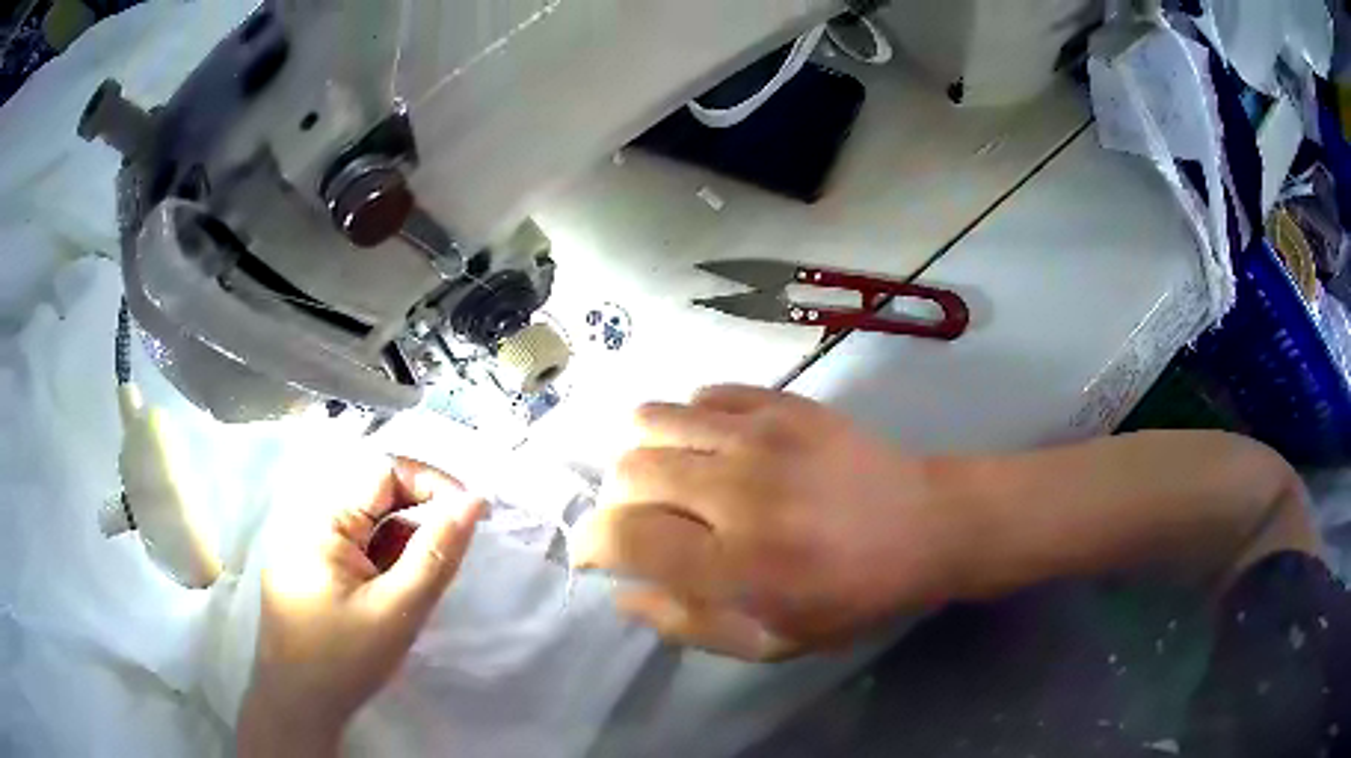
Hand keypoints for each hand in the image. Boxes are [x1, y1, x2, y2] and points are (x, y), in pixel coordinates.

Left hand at [237, 456, 485, 756]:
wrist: (298, 707)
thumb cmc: (345, 658)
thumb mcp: (399, 609)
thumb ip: (437, 553)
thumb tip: (472, 501)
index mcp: (324, 520)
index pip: (385, 471)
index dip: (432, 484)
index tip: (471, 516)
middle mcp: (311, 521)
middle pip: (376, 497)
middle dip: (421, 517)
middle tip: (453, 554)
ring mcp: (307, 547)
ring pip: (368, 527)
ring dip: (404, 545)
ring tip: (422, 587)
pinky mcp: (311, 572)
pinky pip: (356, 551)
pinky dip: (385, 564)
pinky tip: (395, 597)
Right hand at [575, 386, 968, 660]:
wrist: (924, 526)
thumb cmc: (851, 597)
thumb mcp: (771, 642)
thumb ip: (688, 625)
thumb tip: (622, 595)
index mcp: (736, 566)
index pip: (622, 536)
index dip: (591, 544)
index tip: (597, 553)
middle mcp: (738, 493)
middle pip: (627, 472)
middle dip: (615, 501)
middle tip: (641, 520)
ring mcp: (761, 436)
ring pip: (652, 418)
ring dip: (642, 453)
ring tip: (668, 477)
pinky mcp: (783, 403)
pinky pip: (703, 395)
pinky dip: (690, 422)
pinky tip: (714, 448)